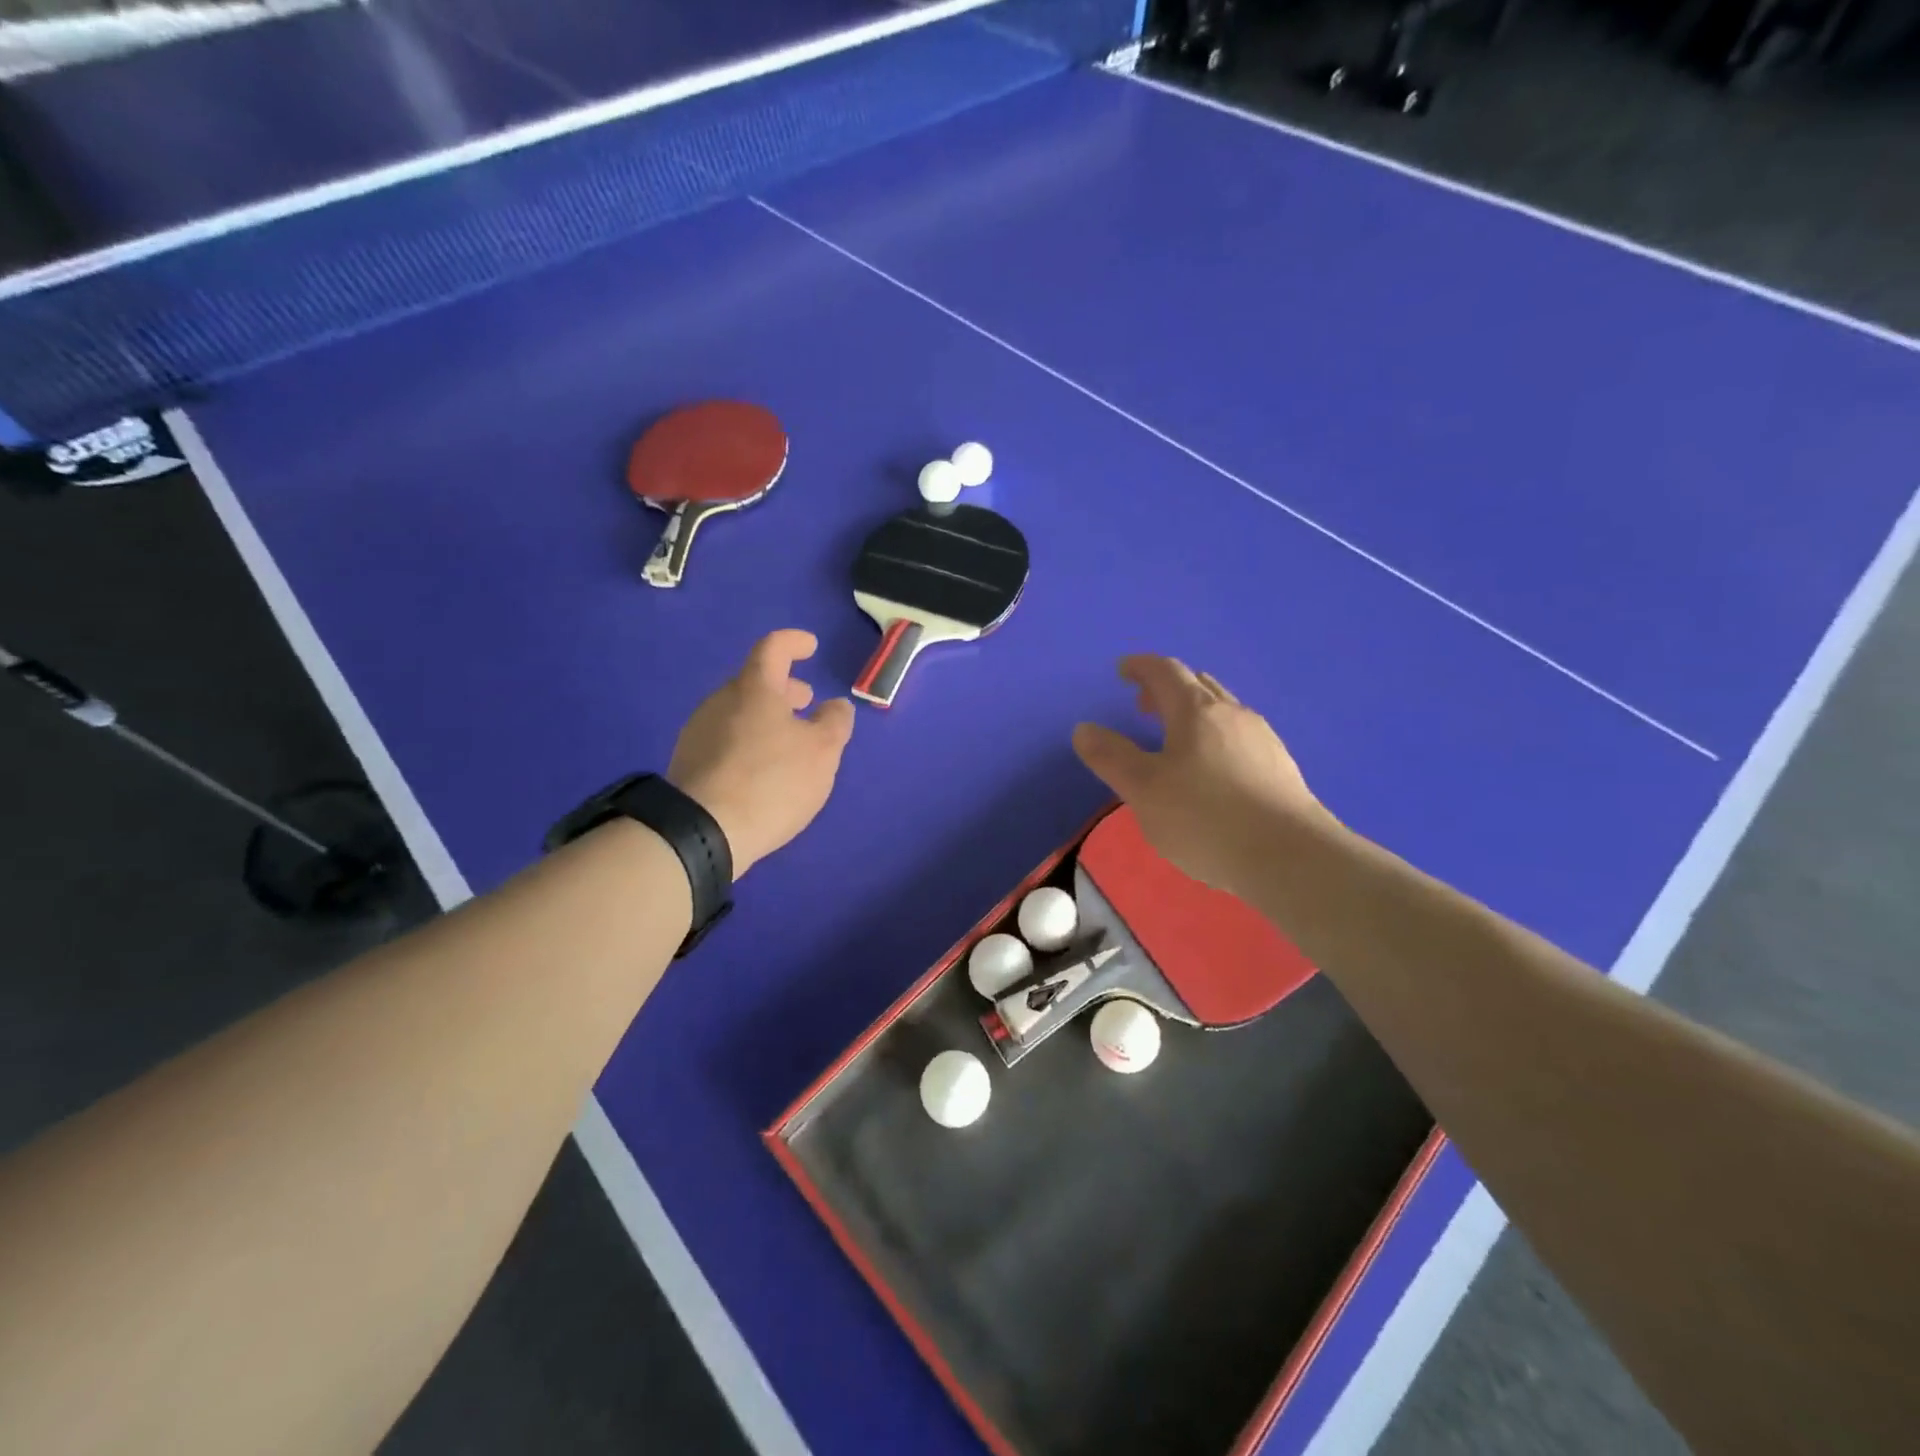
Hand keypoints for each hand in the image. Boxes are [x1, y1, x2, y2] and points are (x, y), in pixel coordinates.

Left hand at [667, 629, 853, 877]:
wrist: (703, 832)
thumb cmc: (772, 781)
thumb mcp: (822, 751)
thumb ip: (835, 722)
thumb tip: (836, 705)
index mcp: (753, 688)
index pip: (773, 648)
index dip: (794, 642)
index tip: (810, 646)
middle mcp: (720, 701)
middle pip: (754, 682)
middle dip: (784, 688)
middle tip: (806, 702)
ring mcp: (698, 732)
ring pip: (739, 712)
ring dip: (766, 718)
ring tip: (788, 741)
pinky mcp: (689, 764)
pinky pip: (726, 739)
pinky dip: (749, 741)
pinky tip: (761, 769)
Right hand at [1072, 656, 1327, 898]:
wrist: (1290, 857)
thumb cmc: (1206, 817)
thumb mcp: (1143, 789)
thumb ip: (1111, 757)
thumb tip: (1084, 728)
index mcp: (1196, 711)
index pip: (1165, 671)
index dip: (1141, 666)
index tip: (1123, 670)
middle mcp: (1233, 714)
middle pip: (1198, 685)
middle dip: (1166, 688)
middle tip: (1143, 705)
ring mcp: (1263, 739)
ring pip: (1222, 710)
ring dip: (1193, 713)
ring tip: (1175, 739)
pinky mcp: (1280, 768)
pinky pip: (1239, 737)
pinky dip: (1215, 737)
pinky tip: (1212, 771)